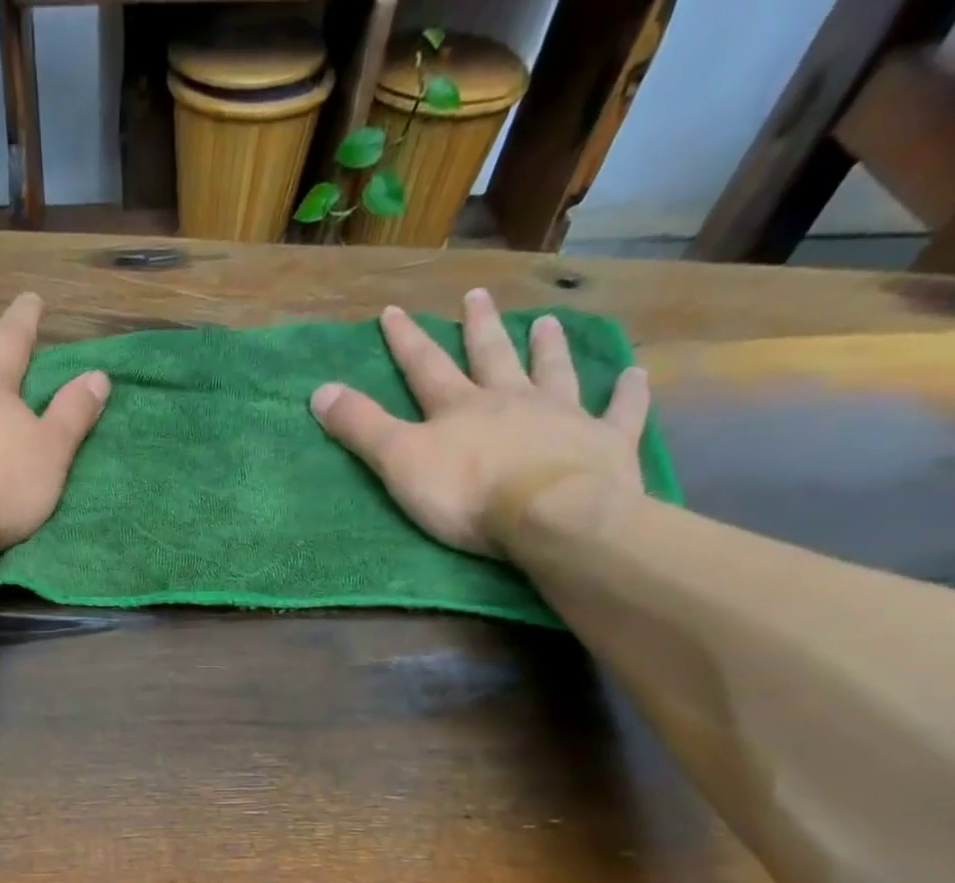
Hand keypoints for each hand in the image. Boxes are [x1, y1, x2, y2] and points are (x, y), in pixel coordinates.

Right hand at [309, 288, 650, 558]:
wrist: (550, 515)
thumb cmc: (467, 493)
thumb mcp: (398, 462)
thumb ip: (361, 427)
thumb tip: (318, 391)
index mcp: (459, 408)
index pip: (425, 367)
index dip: (406, 341)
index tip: (393, 311)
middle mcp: (511, 400)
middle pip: (491, 356)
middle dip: (479, 327)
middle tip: (478, 296)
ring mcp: (562, 417)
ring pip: (553, 373)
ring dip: (548, 349)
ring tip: (547, 323)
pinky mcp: (604, 443)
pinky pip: (619, 413)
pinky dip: (627, 394)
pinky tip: (636, 375)